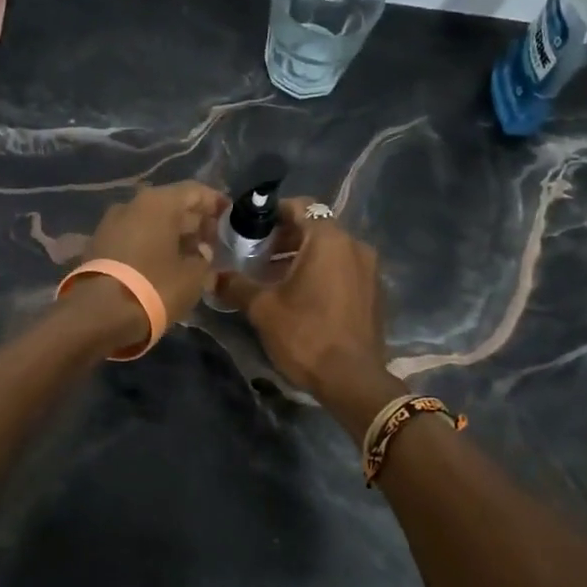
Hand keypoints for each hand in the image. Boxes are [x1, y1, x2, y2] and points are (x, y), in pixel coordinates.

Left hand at [82, 181, 225, 331]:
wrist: (98, 314)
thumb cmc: (155, 287)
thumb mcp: (193, 276)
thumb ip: (203, 258)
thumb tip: (201, 251)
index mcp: (158, 202)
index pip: (194, 191)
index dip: (214, 202)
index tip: (229, 215)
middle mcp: (132, 204)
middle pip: (171, 205)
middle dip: (193, 221)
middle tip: (212, 240)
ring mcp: (110, 224)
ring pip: (150, 222)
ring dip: (171, 234)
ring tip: (190, 255)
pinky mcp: (97, 245)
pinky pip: (133, 237)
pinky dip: (151, 245)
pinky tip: (163, 263)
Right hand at [215, 198, 389, 395]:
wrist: (353, 380)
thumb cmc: (306, 335)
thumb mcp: (263, 309)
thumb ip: (237, 285)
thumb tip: (213, 276)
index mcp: (329, 239)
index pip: (299, 206)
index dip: (272, 213)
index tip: (250, 228)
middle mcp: (354, 245)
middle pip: (315, 227)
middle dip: (284, 238)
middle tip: (255, 254)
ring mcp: (369, 269)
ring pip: (330, 250)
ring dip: (302, 256)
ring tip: (272, 277)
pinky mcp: (373, 291)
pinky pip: (343, 269)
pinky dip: (321, 272)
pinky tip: (300, 295)